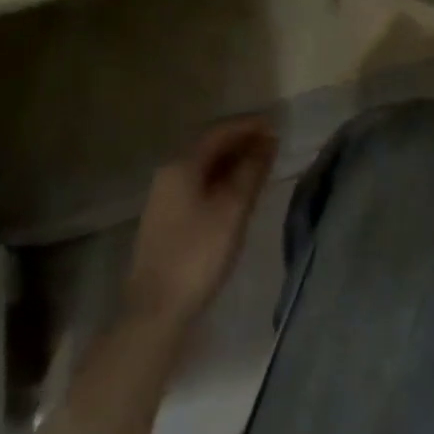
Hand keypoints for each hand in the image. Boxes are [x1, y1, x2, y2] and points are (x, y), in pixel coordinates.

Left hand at [125, 115, 278, 330]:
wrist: (157, 308)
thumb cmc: (199, 254)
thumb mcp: (233, 209)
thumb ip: (251, 171)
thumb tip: (268, 141)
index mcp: (182, 166)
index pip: (219, 132)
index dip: (249, 126)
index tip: (277, 125)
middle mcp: (170, 174)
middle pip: (210, 147)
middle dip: (242, 142)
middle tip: (275, 145)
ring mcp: (166, 196)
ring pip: (205, 166)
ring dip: (234, 161)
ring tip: (264, 164)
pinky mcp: (169, 216)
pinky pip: (200, 183)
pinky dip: (223, 179)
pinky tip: (240, 190)